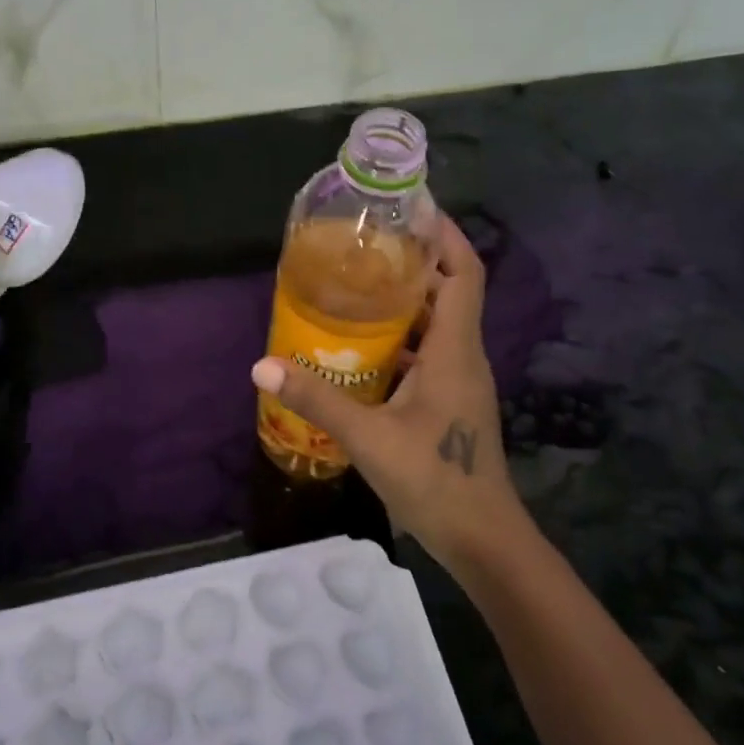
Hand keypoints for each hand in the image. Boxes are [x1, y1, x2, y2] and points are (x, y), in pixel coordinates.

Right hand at [250, 215, 527, 567]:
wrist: (481, 537)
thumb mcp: (369, 438)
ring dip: (404, 300)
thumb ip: (318, 399)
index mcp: (455, 349)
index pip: (463, 272)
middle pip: (447, 290)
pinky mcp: (449, 401)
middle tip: (364, 243)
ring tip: (355, 284)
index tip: (411, 207)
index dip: (444, 234)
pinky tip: (361, 346)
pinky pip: (428, 352)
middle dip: (413, 260)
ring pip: (436, 323)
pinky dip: (400, 338)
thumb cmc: (435, 479)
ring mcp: (458, 379)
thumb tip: (262, 366)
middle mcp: (463, 355)